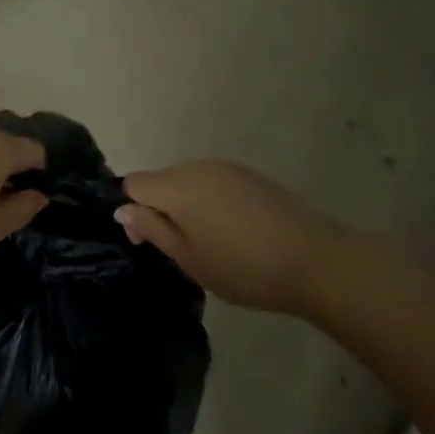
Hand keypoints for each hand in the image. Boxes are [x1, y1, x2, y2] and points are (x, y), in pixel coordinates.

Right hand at [115, 159, 338, 313]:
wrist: (312, 260)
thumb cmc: (242, 266)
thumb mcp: (189, 258)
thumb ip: (152, 229)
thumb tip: (122, 208)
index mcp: (177, 185)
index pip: (134, 183)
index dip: (133, 212)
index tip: (150, 243)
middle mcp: (197, 167)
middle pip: (162, 181)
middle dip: (161, 210)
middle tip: (182, 252)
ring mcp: (226, 168)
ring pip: (189, 182)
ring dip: (188, 207)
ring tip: (211, 245)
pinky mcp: (250, 176)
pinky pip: (214, 184)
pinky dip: (212, 204)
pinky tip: (234, 233)